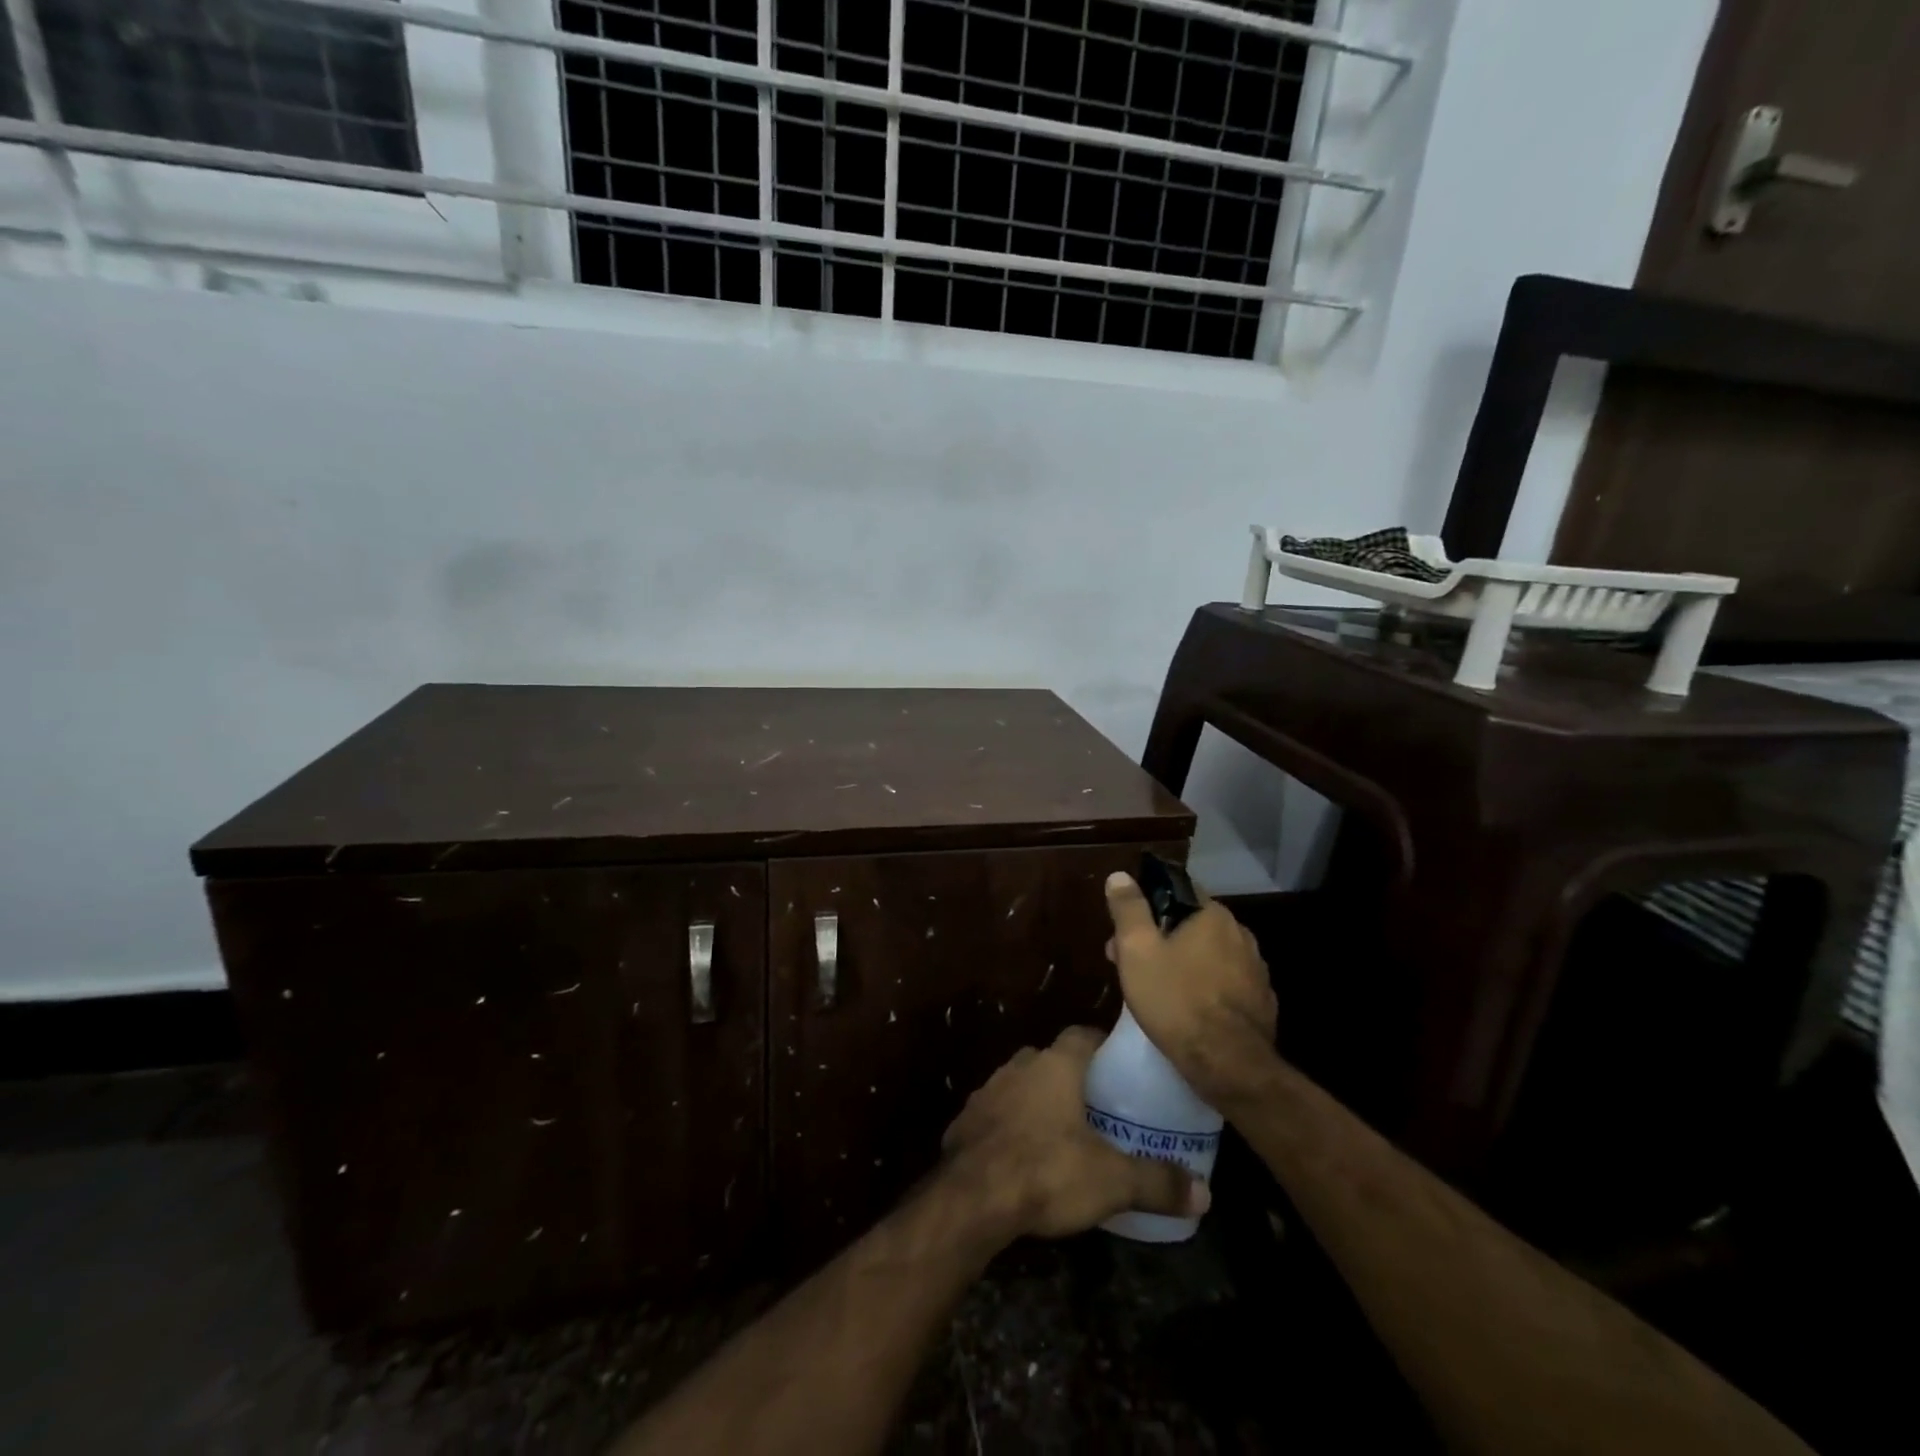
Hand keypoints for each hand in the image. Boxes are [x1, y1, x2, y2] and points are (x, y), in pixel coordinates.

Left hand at [940, 1027, 1208, 1239]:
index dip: (1101, 1045)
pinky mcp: (964, 1121)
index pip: (1082, 1034)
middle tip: (1096, 1107)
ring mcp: (986, 1091)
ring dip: (1036, 1102)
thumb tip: (1206, 1194)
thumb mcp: (1113, 1181)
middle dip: (1070, 1078)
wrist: (972, 1197)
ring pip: (1020, 1085)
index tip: (1119, 1066)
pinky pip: (994, 1115)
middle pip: (1050, 1060)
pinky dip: (1009, 1128)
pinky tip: (1021, 1157)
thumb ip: (1158, 1182)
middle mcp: (1019, 1066)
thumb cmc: (1047, 1171)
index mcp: (1055, 1065)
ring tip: (1060, 1134)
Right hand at [1103, 872, 1277, 1107]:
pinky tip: (1189, 1010)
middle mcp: (1241, 934)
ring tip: (1157, 990)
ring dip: (1184, 963)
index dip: (1147, 906)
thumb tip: (1120, 876)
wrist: (1229, 1066)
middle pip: (1192, 925)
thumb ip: (1129, 909)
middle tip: (1132, 964)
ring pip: (1210, 955)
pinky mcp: (1262, 1002)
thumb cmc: (1176, 1000)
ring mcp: (1256, 970)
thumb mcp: (1137, 951)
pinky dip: (1206, 988)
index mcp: (1212, 915)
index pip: (1178, 890)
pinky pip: (1226, 983)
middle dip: (1161, 938)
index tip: (1126, 929)